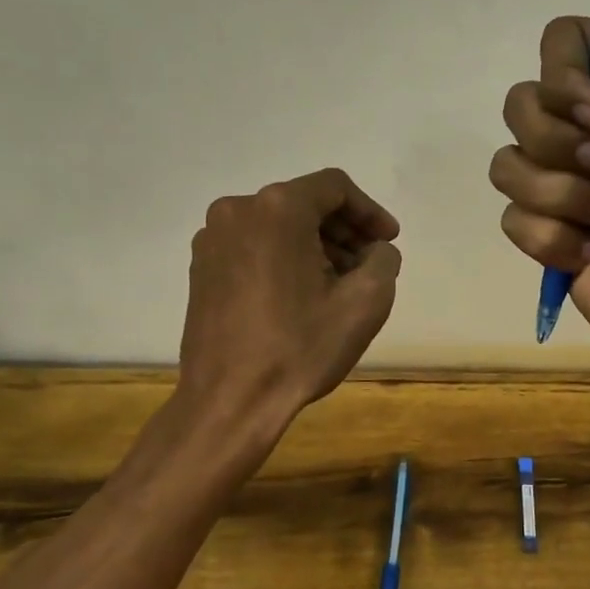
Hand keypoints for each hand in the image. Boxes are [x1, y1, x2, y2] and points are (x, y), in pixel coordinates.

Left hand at [180, 168, 401, 429]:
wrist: (230, 400)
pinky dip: (283, 259)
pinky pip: (253, 247)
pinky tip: (300, 295)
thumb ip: (383, 260)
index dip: (370, 211)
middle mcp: (237, 211)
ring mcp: (212, 240)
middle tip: (369, 265)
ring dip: (314, 246)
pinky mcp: (200, 269)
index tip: (389, 241)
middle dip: (343, 231)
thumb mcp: (365, 303)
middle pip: (304, 204)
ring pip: (277, 227)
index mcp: (277, 209)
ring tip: (338, 285)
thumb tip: (375, 251)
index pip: (335, 187)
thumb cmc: (300, 349)